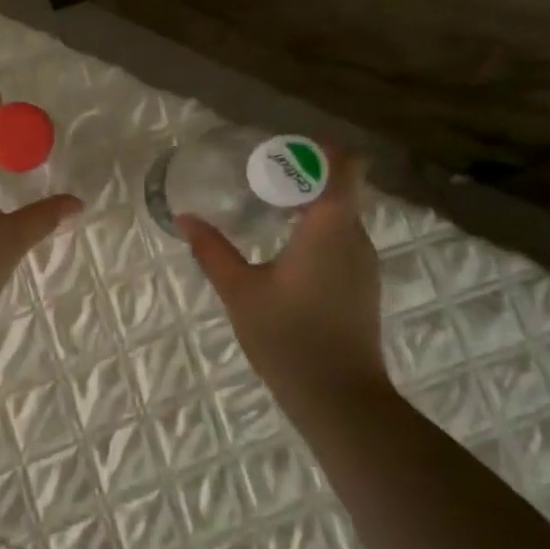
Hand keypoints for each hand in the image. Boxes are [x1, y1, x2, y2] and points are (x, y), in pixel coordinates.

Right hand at [178, 145, 389, 403]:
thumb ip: (212, 250)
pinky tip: (283, 250)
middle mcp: (356, 237)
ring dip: (308, 205)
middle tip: (258, 179)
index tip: (280, 152)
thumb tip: (185, 218)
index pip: (344, 164)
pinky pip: (341, 239)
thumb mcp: (240, 291)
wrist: (340, 399)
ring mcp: (364, 263)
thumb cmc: (288, 337)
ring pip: (341, 215)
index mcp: (331, 226)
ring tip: (265, 210)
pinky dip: (315, 231)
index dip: (318, 149)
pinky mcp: (362, 285)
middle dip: (302, 176)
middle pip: (340, 186)